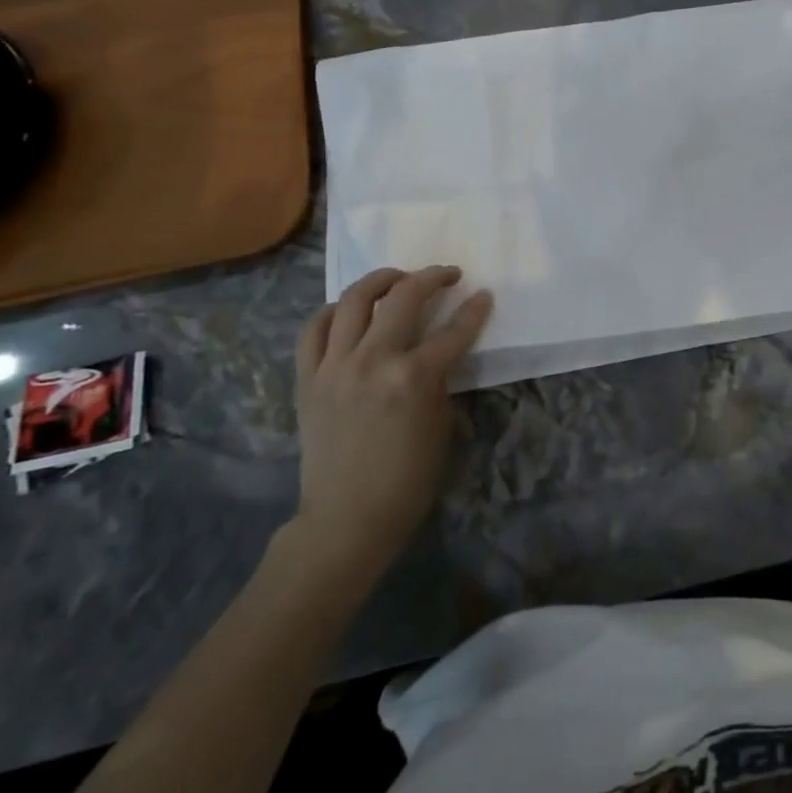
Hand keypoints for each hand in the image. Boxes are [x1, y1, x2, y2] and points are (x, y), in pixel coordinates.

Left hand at [290, 266, 492, 576]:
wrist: (347, 517)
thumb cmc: (408, 478)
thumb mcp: (441, 423)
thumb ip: (439, 378)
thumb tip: (438, 350)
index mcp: (414, 378)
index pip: (454, 330)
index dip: (474, 309)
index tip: (484, 295)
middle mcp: (373, 361)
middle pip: (403, 297)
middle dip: (431, 277)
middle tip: (447, 275)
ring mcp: (334, 366)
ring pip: (353, 300)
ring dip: (381, 280)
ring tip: (398, 278)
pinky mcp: (307, 379)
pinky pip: (313, 329)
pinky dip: (332, 311)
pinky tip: (348, 310)